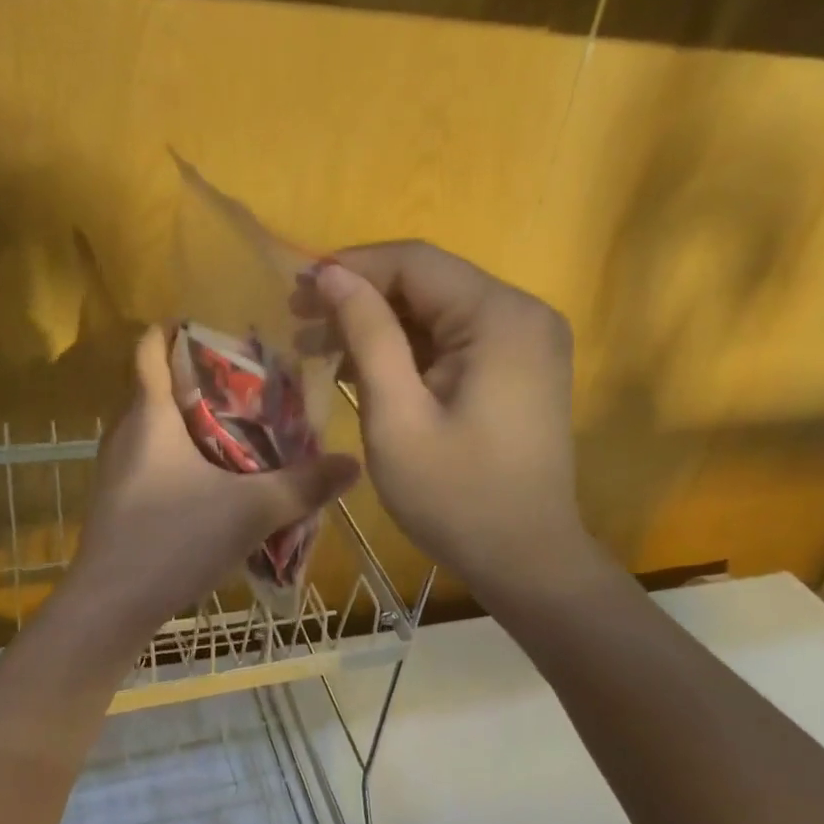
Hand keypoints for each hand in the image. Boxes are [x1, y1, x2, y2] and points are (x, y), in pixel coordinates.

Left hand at [70, 326, 359, 624]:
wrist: (110, 607)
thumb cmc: (173, 539)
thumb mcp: (251, 510)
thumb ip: (305, 486)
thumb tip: (354, 462)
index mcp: (150, 415)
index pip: (149, 349)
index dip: (173, 330)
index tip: (212, 327)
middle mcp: (126, 432)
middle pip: (158, 386)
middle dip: (201, 379)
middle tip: (252, 383)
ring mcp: (117, 468)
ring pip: (156, 426)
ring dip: (193, 421)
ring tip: (243, 428)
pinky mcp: (119, 500)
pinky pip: (153, 459)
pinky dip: (182, 456)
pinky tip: (216, 480)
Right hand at [297, 242, 581, 593]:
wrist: (527, 561)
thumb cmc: (455, 496)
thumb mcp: (397, 415)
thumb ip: (367, 334)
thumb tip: (331, 275)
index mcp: (500, 317)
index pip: (415, 262)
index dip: (351, 267)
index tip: (296, 290)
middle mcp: (522, 313)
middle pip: (428, 281)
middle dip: (361, 297)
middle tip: (299, 322)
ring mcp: (526, 340)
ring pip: (437, 309)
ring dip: (379, 324)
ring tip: (318, 347)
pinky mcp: (519, 366)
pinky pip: (454, 337)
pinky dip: (408, 347)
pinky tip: (363, 368)